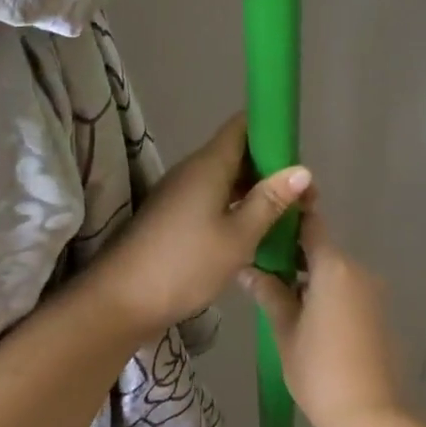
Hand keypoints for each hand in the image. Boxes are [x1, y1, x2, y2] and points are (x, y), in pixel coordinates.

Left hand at [88, 114, 312, 337]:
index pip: (242, 126)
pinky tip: (256, 230)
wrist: (121, 300)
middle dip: (272, 168)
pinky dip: (237, 206)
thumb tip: (302, 170)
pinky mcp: (174, 215)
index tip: (300, 151)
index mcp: (208, 165)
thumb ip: (269, 201)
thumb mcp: (238, 236)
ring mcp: (180, 193)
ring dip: (256, 191)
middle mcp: (192, 170)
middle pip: (237, 153)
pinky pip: (213, 198)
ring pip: (226, 179)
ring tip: (288, 214)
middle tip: (304, 195)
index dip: (272, 129)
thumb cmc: (185, 265)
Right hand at [239, 211, 410, 426]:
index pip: (311, 224)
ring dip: (312, 277)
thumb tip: (247, 270)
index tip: (267, 223)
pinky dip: (330, 295)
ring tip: (282, 298)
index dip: (289, 218)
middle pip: (323, 249)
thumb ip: (269, 293)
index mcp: (334, 267)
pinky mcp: (382, 313)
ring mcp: (375, 292)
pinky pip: (350, 291)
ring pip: (337, 272)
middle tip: (263, 271)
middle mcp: (359, 270)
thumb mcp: (285, 332)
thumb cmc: (320, 372)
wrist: (372, 417)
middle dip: (294, 255)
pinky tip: (310, 319)